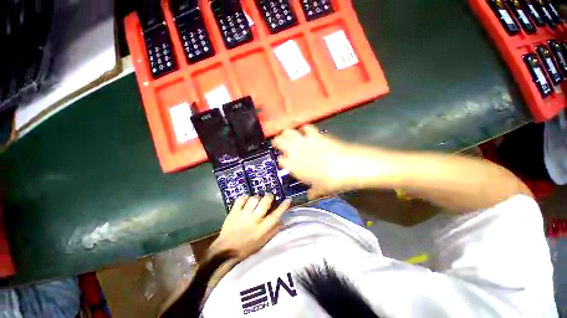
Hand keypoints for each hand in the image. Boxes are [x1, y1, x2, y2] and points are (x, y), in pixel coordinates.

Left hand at [212, 195, 290, 259]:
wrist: (225, 250)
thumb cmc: (246, 248)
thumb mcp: (262, 243)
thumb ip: (272, 231)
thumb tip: (282, 222)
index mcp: (261, 229)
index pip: (275, 216)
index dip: (282, 207)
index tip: (288, 200)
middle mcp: (253, 220)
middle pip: (264, 202)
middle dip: (269, 197)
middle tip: (269, 197)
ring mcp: (242, 215)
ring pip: (254, 199)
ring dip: (257, 198)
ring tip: (256, 201)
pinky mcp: (233, 212)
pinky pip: (241, 199)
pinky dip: (245, 198)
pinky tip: (246, 201)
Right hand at [273, 125, 393, 198]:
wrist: (348, 166)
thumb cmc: (332, 181)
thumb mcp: (321, 189)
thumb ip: (313, 191)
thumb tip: (309, 196)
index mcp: (294, 166)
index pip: (281, 161)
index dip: (281, 160)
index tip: (282, 161)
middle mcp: (295, 152)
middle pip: (279, 142)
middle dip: (277, 142)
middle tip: (278, 143)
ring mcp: (305, 142)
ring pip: (289, 132)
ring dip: (286, 133)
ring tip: (286, 135)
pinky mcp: (316, 135)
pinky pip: (306, 127)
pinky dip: (304, 128)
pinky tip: (305, 131)